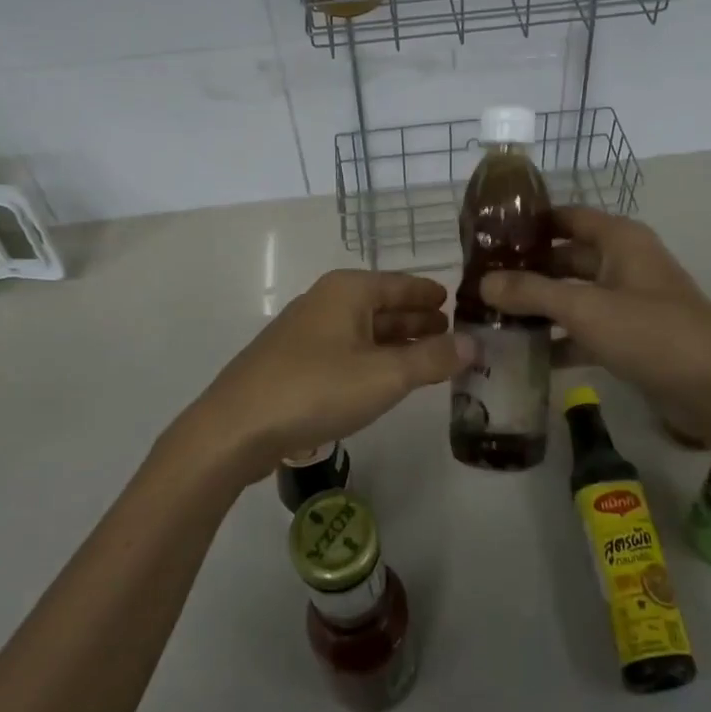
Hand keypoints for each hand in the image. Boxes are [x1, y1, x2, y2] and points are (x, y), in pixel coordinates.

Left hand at [180, 269, 476, 484]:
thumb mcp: (384, 376)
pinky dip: (373, 359)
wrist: (236, 427)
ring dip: (396, 342)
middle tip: (453, 334)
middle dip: (417, 319)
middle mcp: (327, 300)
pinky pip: (347, 350)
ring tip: (428, 357)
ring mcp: (307, 331)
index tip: (457, 302)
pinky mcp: (295, 362)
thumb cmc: (316, 389)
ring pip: (364, 330)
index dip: (430, 294)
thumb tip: (474, 344)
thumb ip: (432, 359)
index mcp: (348, 290)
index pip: (401, 284)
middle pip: (383, 305)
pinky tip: (386, 378)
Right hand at [480, 208, 710, 418]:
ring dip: (541, 306)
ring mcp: (630, 300)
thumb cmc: (651, 332)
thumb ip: (531, 292)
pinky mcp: (633, 336)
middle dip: (528, 270)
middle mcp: (624, 262)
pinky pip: (588, 328)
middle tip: (482, 282)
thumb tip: (483, 283)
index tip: (488, 236)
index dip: (529, 223)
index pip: (565, 217)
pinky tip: (527, 354)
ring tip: (494, 317)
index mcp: (619, 239)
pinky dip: (561, 337)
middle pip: (566, 257)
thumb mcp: (585, 309)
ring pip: (575, 295)